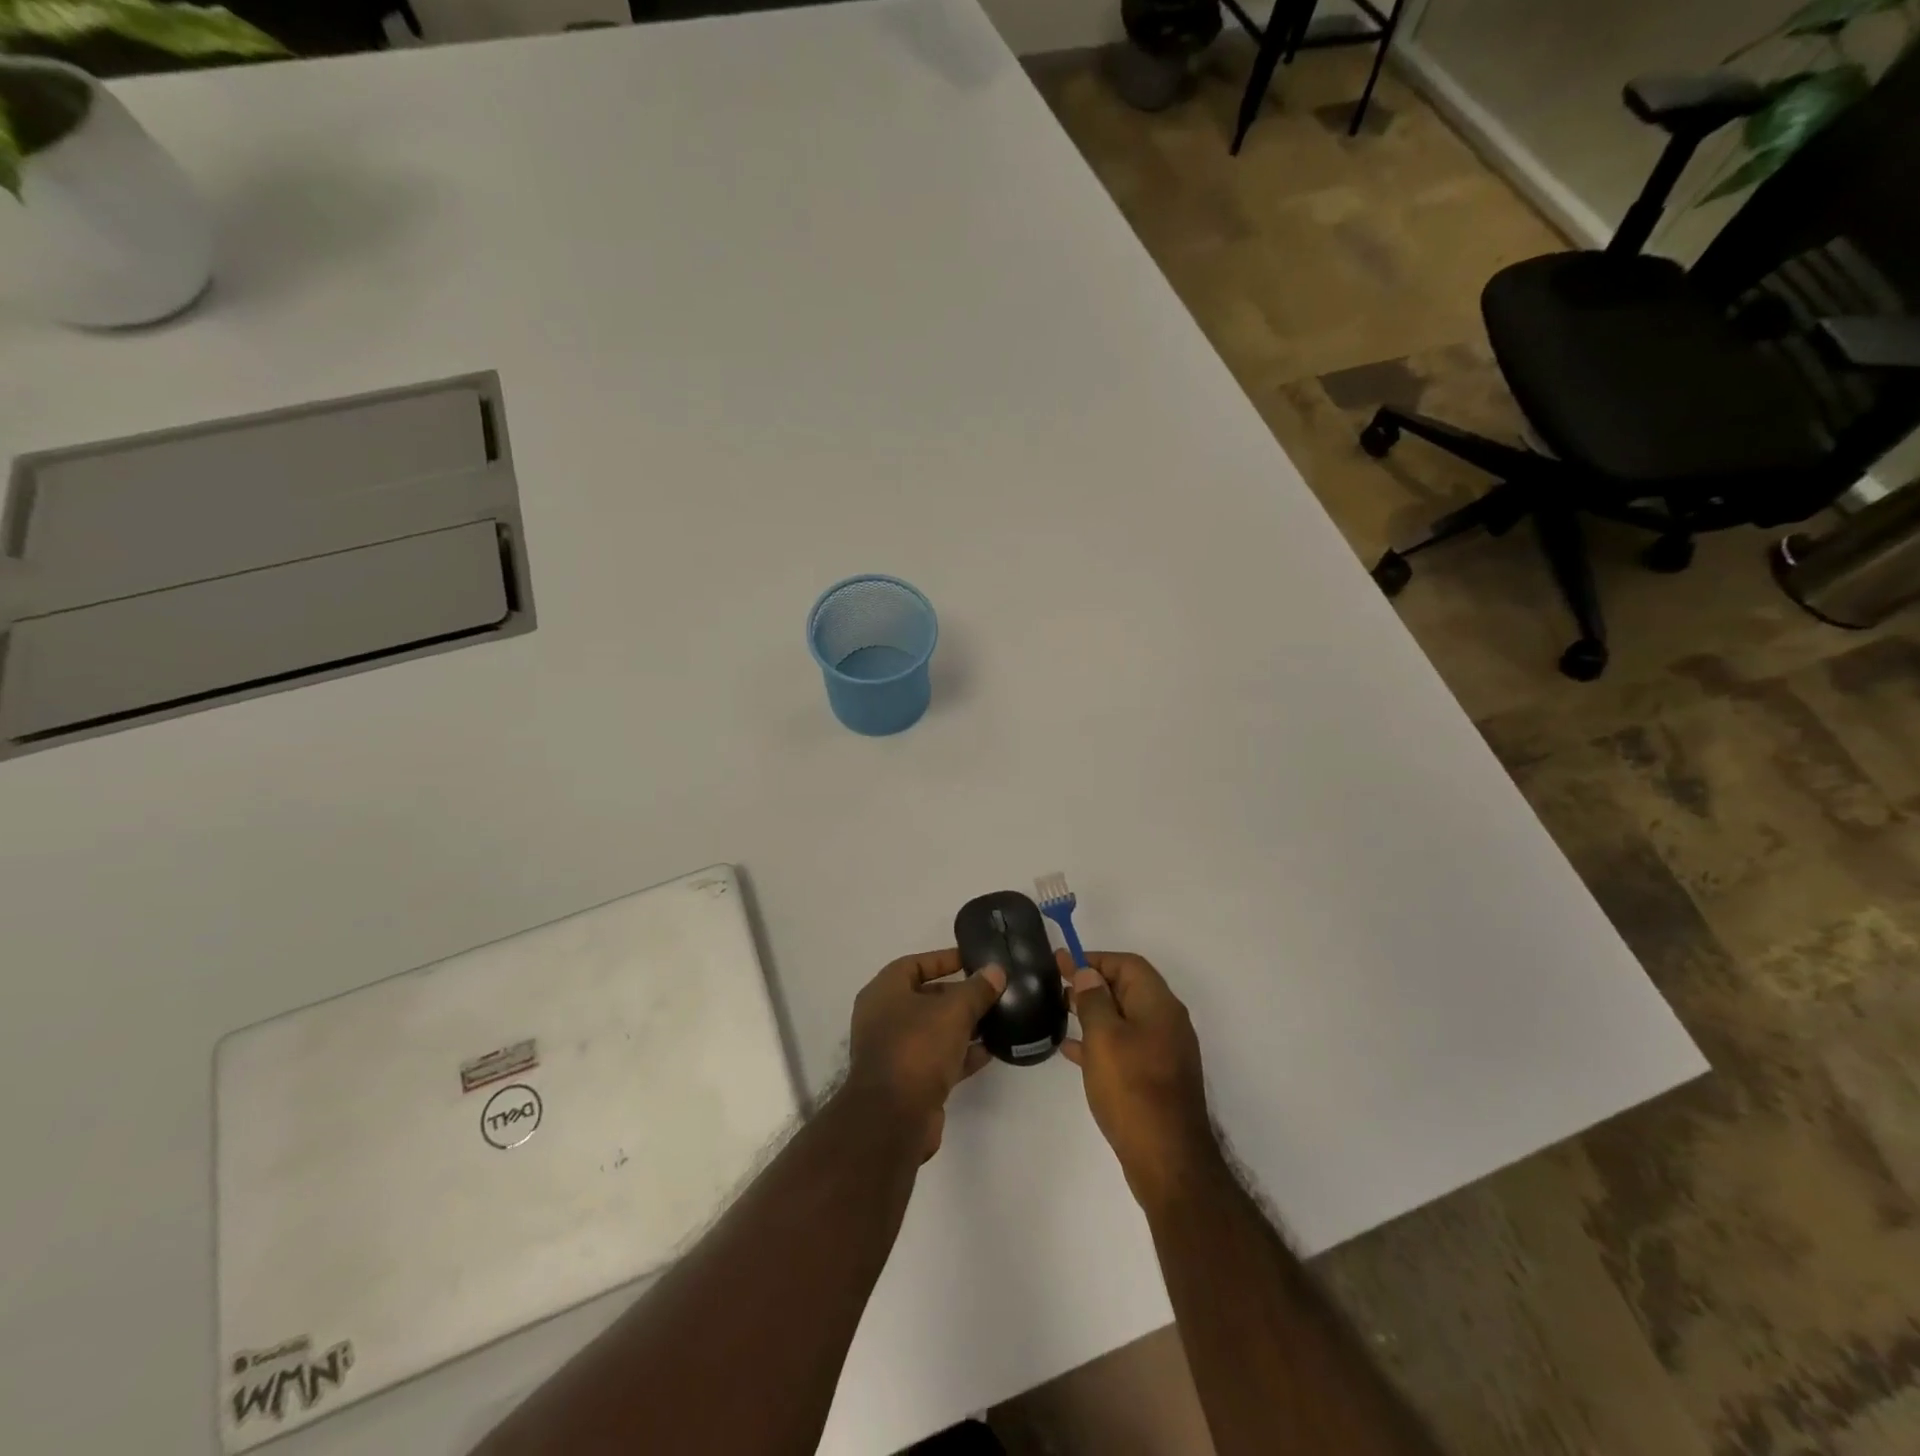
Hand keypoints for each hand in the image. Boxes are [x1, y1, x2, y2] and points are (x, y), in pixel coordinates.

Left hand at [848, 949, 1005, 1158]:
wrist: (894, 1118)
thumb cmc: (917, 1048)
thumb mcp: (953, 1011)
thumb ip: (977, 990)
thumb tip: (996, 971)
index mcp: (884, 992)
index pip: (915, 964)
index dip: (944, 959)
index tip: (973, 960)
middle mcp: (884, 1018)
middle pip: (926, 997)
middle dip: (958, 994)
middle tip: (990, 991)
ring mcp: (895, 1051)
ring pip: (934, 1030)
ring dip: (963, 1025)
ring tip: (997, 1019)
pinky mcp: (909, 1081)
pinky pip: (938, 1059)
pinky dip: (961, 1054)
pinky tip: (990, 1051)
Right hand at [1062, 951, 1217, 1207]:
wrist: (1168, 1160)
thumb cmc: (1132, 1089)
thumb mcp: (1104, 1038)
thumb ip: (1093, 1000)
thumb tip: (1087, 973)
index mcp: (1159, 1005)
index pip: (1128, 964)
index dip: (1095, 959)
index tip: (1063, 963)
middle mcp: (1167, 1022)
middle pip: (1127, 989)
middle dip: (1092, 984)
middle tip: (1057, 986)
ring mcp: (1164, 1051)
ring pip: (1124, 1018)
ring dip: (1094, 1012)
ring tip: (1059, 1013)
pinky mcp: (1156, 1077)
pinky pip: (1125, 1046)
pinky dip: (1101, 1041)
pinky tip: (1073, 1051)